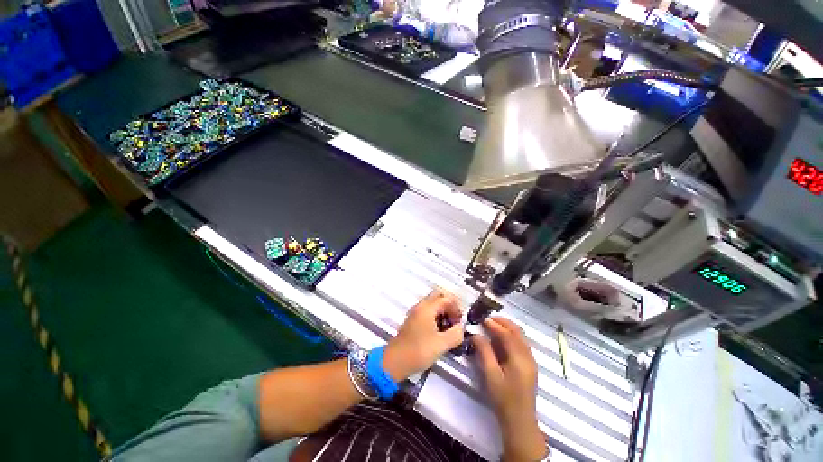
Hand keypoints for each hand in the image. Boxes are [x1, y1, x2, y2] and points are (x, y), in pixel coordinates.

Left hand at [383, 289, 463, 380]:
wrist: (395, 361)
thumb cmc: (419, 350)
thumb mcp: (442, 344)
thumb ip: (456, 334)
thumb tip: (461, 328)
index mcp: (427, 307)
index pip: (446, 298)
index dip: (457, 308)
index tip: (461, 321)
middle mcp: (421, 306)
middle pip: (438, 296)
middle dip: (450, 305)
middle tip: (456, 319)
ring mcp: (415, 312)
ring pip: (433, 303)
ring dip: (443, 311)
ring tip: (449, 327)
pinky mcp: (413, 320)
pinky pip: (427, 311)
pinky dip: (436, 315)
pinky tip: (440, 330)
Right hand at [473, 317, 546, 461]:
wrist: (520, 421)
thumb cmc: (503, 399)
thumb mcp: (491, 375)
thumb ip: (484, 352)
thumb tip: (476, 334)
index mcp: (519, 359)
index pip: (507, 334)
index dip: (494, 325)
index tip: (482, 319)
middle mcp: (528, 356)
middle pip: (517, 332)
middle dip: (503, 322)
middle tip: (488, 319)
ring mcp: (531, 360)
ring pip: (520, 336)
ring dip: (507, 328)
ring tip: (492, 325)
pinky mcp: (529, 365)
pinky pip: (521, 343)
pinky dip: (511, 336)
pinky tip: (501, 339)